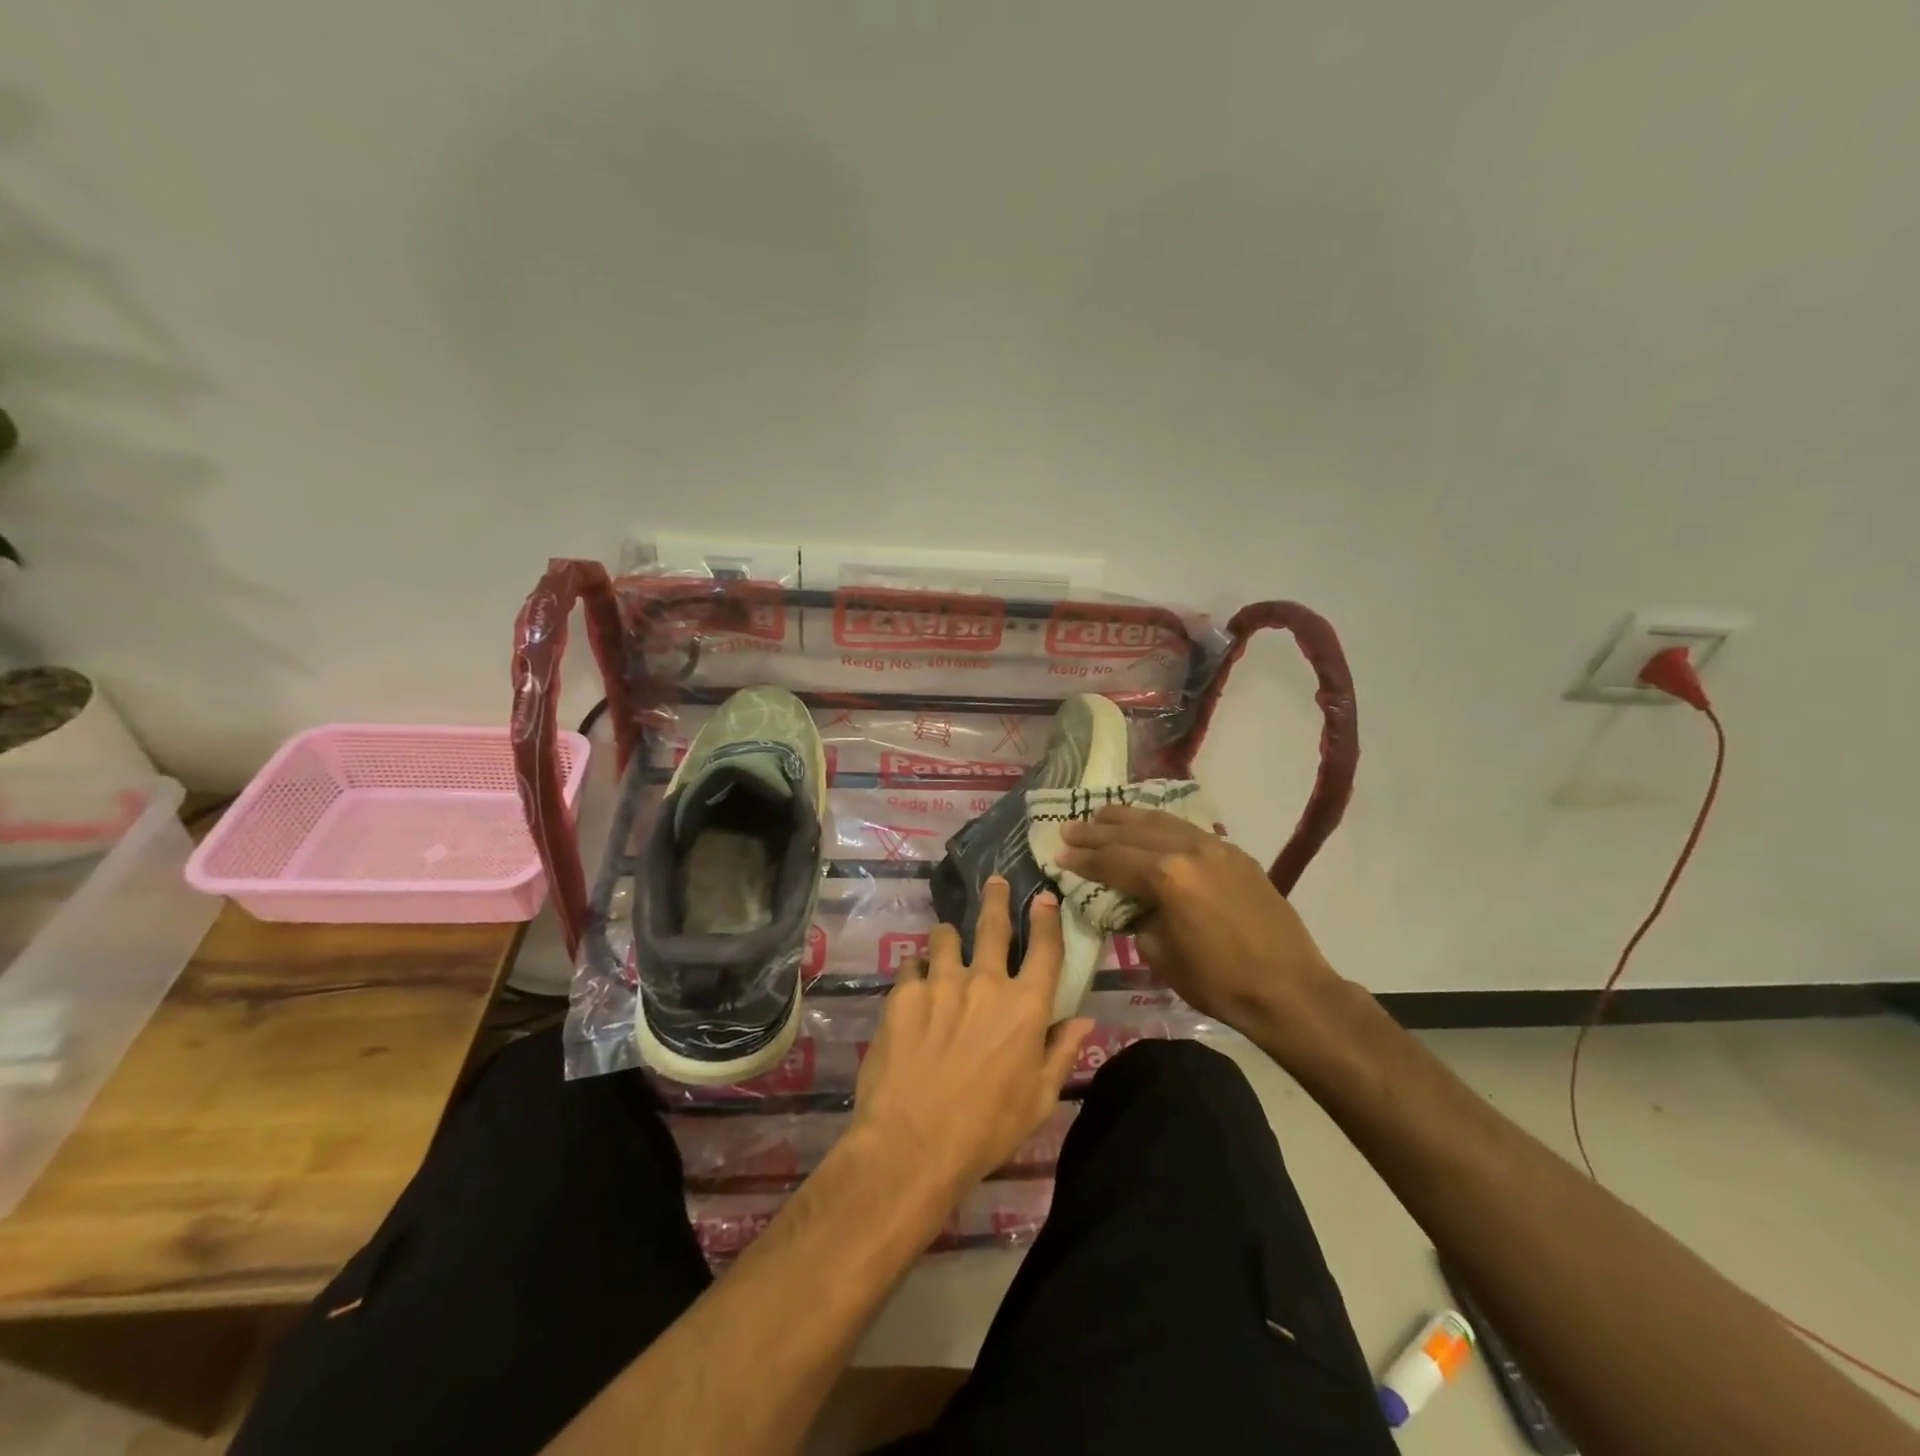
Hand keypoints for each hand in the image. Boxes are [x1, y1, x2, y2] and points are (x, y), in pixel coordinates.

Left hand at [850, 878, 1092, 1198]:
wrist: (912, 1144)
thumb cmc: (986, 1130)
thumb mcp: (1038, 1100)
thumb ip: (1061, 1052)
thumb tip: (1083, 1019)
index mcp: (1025, 1007)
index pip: (1045, 949)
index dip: (1047, 919)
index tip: (1043, 897)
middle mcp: (985, 982)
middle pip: (992, 925)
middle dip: (996, 898)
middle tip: (994, 881)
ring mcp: (941, 982)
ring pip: (945, 937)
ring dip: (948, 938)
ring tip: (944, 943)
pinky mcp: (904, 993)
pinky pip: (911, 965)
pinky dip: (917, 971)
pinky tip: (914, 987)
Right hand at [1057, 805, 1343, 1043]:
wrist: (1290, 989)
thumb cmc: (1219, 982)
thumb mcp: (1162, 955)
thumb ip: (1138, 920)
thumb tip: (1130, 905)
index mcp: (1166, 876)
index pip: (1113, 860)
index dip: (1083, 858)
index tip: (1059, 853)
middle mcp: (1188, 850)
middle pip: (1132, 833)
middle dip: (1097, 831)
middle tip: (1069, 828)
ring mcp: (1215, 847)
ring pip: (1161, 822)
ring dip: (1128, 818)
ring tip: (1102, 814)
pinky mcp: (1235, 854)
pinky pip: (1187, 829)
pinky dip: (1160, 825)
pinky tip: (1149, 825)